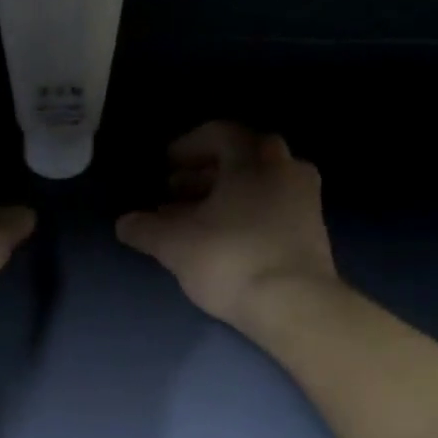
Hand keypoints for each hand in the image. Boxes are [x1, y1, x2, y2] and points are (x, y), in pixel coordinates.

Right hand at [116, 122, 336, 331]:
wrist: (293, 303)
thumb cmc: (230, 260)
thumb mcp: (176, 245)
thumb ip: (146, 230)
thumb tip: (124, 223)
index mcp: (252, 158)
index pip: (218, 134)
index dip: (188, 147)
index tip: (166, 166)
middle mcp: (285, 168)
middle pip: (242, 157)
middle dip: (207, 173)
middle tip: (177, 192)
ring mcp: (305, 200)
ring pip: (260, 184)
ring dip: (227, 196)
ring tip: (198, 220)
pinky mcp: (313, 232)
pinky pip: (274, 209)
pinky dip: (248, 215)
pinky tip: (228, 240)